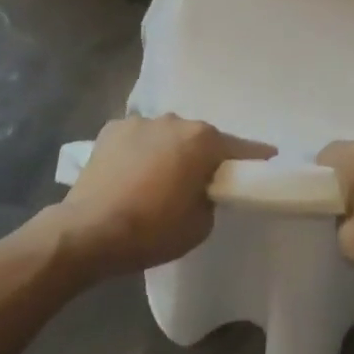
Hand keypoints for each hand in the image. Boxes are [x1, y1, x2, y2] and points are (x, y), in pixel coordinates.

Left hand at [52, 116, 273, 279]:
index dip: (255, 158)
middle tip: (198, 183)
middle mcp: (175, 121)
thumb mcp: (200, 224)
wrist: (87, 232)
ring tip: (158, 180)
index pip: (240, 147)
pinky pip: (138, 139)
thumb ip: (211, 197)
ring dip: (169, 152)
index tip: (265, 163)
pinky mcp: (111, 129)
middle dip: (203, 157)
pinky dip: (140, 152)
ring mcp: (140, 122)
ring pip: (167, 136)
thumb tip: (203, 188)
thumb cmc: (151, 230)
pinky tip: (130, 175)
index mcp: (202, 140)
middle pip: (200, 139)